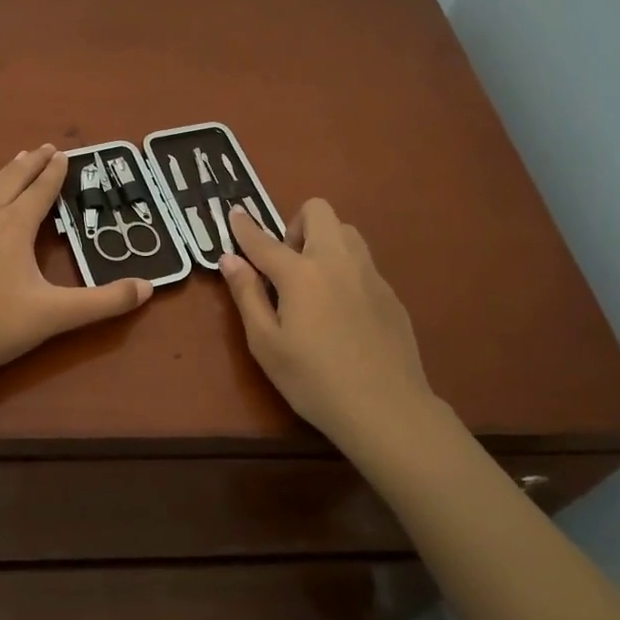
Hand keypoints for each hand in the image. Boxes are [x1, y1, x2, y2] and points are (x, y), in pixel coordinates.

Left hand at [0, 145, 151, 382]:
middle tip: (42, 148)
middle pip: (8, 180)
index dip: (54, 172)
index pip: (39, 191)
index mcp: (13, 227)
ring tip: (7, 167)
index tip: (63, 154)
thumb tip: (147, 288)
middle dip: (28, 164)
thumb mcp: (54, 316)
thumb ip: (103, 302)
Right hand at [219, 201, 436, 444]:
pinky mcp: (390, 293)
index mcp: (301, 273)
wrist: (386, 409)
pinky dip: (344, 269)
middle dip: (295, 224)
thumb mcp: (266, 345)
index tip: (234, 213)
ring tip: (314, 282)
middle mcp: (337, 261)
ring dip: (324, 241)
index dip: (244, 226)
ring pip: (346, 231)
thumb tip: (230, 259)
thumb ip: (247, 295)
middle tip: (286, 264)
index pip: (263, 240)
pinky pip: (363, 262)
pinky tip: (342, 312)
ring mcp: (369, 274)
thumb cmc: (314, 381)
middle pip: (318, 211)